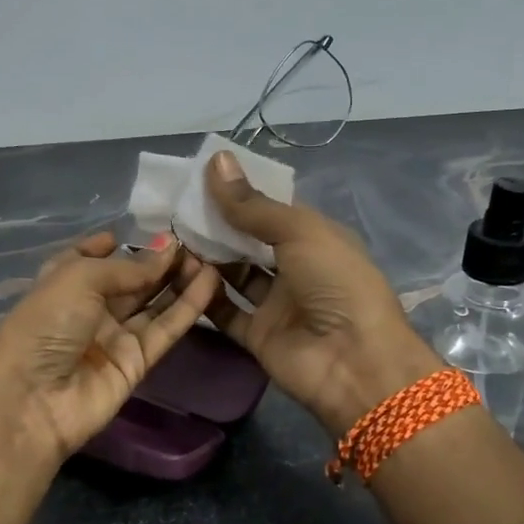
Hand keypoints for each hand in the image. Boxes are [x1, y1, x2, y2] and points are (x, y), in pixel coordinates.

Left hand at [0, 234, 220, 463]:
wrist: (32, 401)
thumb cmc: (44, 326)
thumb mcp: (79, 278)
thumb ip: (128, 267)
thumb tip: (167, 249)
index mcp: (62, 282)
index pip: (91, 257)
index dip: (117, 244)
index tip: (150, 229)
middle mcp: (88, 307)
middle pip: (130, 279)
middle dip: (159, 260)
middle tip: (195, 242)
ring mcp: (113, 336)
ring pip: (153, 302)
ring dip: (179, 279)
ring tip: (209, 256)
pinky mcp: (137, 361)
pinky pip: (165, 328)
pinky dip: (188, 306)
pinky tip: (210, 281)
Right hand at [192, 153, 439, 435]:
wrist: (354, 362)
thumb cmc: (335, 282)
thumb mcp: (299, 232)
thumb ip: (253, 205)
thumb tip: (216, 160)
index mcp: (315, 237)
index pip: (271, 209)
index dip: (240, 193)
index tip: (199, 178)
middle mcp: (295, 268)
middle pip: (248, 241)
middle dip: (216, 225)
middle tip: (174, 207)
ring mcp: (276, 304)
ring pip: (234, 274)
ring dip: (205, 257)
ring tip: (169, 236)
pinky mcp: (257, 335)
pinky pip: (225, 311)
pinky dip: (204, 294)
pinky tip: (178, 273)